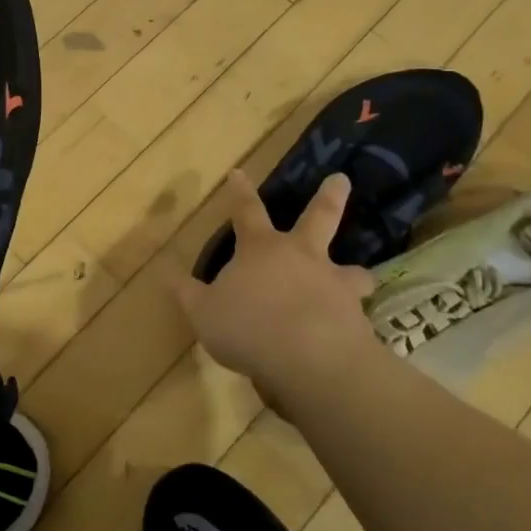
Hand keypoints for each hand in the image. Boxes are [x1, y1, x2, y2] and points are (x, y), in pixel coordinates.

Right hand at [172, 170, 374, 391]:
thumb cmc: (248, 327)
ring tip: (360, 278)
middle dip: (330, 196)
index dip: (240, 192)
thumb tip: (170, 276)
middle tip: (341, 178)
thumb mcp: (204, 313)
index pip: (246, 211)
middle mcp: (302, 257)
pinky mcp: (358, 317)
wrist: (310, 358)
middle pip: (318, 218)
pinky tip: (355, 334)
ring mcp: (334, 284)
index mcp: (261, 249)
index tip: (239, 173)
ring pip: (352, 270)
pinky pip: (358, 314)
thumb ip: (189, 295)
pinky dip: (356, 320)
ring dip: (355, 273)